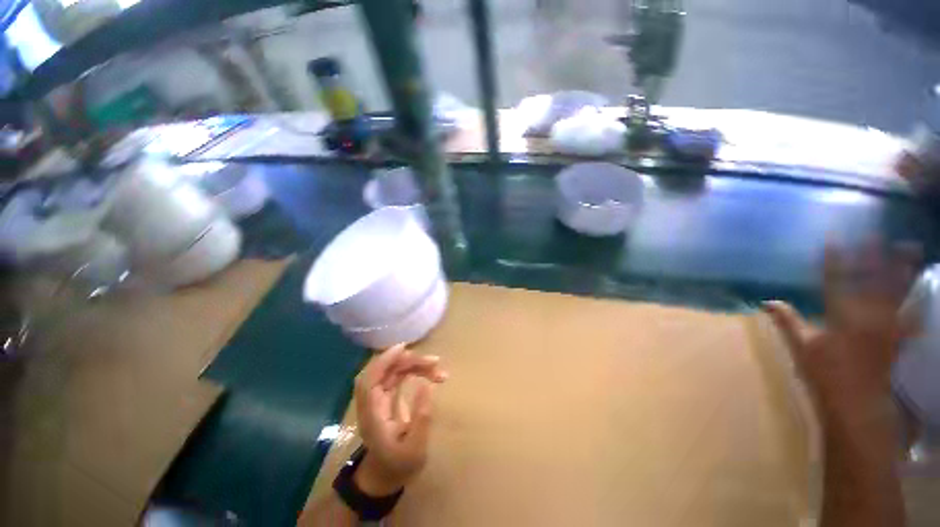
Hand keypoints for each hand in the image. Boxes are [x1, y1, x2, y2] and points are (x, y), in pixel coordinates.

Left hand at [353, 344, 447, 496]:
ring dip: (414, 365)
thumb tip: (427, 385)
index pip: (369, 381)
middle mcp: (372, 402)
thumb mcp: (415, 449)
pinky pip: (397, 376)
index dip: (384, 361)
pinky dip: (413, 370)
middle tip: (435, 363)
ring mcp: (378, 398)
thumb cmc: (399, 465)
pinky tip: (427, 371)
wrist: (384, 476)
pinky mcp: (386, 396)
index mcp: (372, 415)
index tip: (404, 348)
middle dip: (409, 361)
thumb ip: (421, 418)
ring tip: (437, 368)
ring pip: (393, 371)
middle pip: (385, 371)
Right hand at [763, 241, 919, 425]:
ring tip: (909, 249)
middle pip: (873, 281)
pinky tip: (926, 293)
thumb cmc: (825, 374)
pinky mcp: (897, 338)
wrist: (857, 403)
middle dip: (875, 257)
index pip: (836, 281)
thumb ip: (787, 322)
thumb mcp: (801, 348)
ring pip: (898, 292)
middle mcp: (868, 315)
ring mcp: (887, 326)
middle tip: (878, 235)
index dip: (834, 259)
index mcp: (842, 316)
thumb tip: (766, 301)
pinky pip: (912, 315)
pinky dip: (920, 302)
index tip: (833, 239)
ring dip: (903, 271)